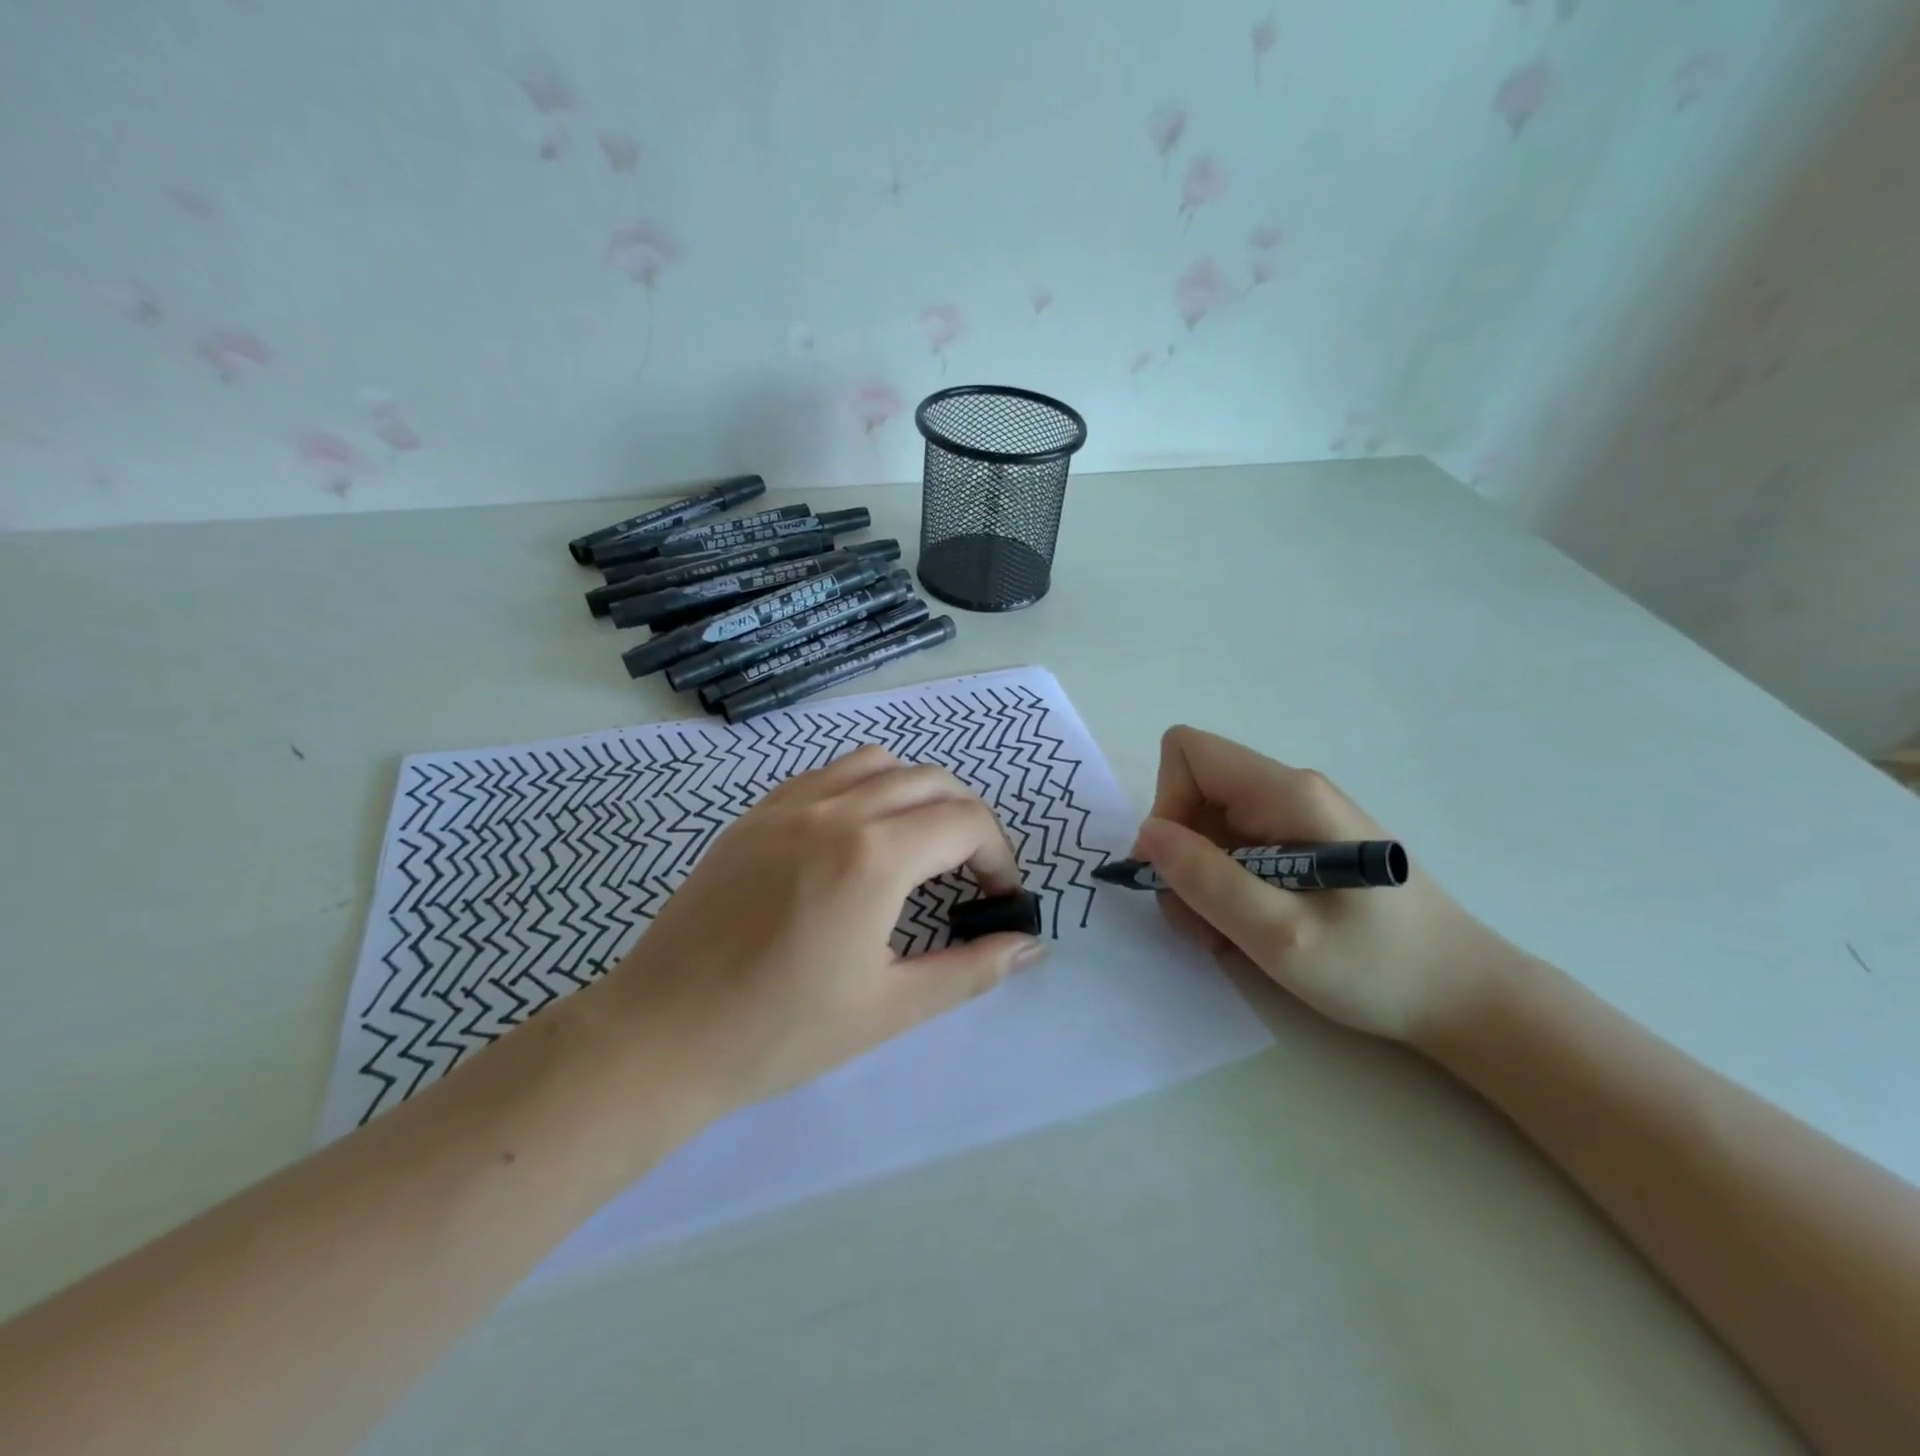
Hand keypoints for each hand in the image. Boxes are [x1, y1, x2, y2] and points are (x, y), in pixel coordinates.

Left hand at [596, 746, 1044, 1114]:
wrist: (660, 1035)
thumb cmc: (780, 1031)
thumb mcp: (890, 1009)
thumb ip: (970, 970)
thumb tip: (1030, 947)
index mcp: (874, 855)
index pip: (967, 821)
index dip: (999, 856)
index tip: (997, 898)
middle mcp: (836, 809)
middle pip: (933, 781)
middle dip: (969, 821)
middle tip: (969, 875)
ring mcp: (789, 803)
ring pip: (880, 763)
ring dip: (917, 794)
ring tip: (917, 848)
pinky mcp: (756, 813)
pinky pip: (828, 773)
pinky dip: (864, 788)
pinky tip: (856, 839)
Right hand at [1133, 726, 1523, 1044]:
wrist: (1467, 998)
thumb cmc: (1379, 968)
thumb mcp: (1280, 934)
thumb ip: (1207, 880)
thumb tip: (1148, 834)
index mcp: (1287, 794)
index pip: (1189, 753)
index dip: (1167, 804)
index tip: (1178, 868)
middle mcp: (1288, 791)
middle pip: (1194, 793)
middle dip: (1182, 856)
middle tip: (1205, 921)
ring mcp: (1296, 817)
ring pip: (1209, 826)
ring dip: (1200, 880)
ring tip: (1231, 934)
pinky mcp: (1302, 844)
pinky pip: (1236, 849)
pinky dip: (1225, 887)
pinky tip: (1252, 927)